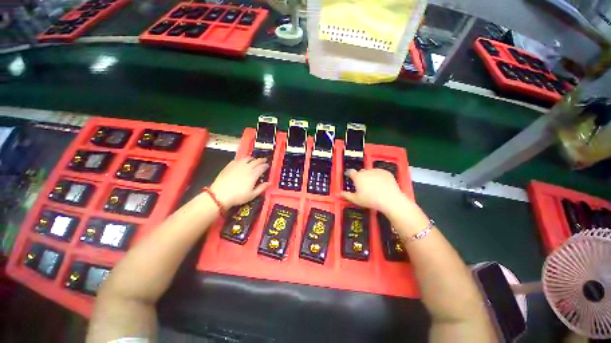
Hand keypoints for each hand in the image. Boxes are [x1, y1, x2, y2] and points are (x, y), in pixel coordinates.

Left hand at [210, 157, 268, 207]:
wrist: (220, 194)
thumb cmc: (238, 196)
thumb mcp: (252, 194)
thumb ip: (262, 188)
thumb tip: (269, 183)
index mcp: (253, 174)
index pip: (262, 167)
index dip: (266, 166)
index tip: (268, 165)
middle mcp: (247, 167)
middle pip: (256, 161)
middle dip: (261, 160)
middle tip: (264, 160)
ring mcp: (237, 165)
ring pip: (247, 158)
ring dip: (252, 158)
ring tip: (254, 159)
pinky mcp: (229, 165)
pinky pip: (238, 160)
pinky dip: (242, 160)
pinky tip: (242, 162)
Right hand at [341, 168, 429, 237]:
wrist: (390, 200)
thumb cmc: (370, 200)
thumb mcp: (356, 200)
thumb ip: (346, 195)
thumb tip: (338, 193)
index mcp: (358, 177)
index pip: (350, 172)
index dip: (349, 173)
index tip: (348, 176)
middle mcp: (366, 171)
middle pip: (361, 172)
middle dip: (360, 176)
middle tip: (362, 185)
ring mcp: (377, 171)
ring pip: (370, 172)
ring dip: (369, 176)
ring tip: (373, 185)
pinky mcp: (386, 172)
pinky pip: (380, 173)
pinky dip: (379, 177)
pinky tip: (381, 184)